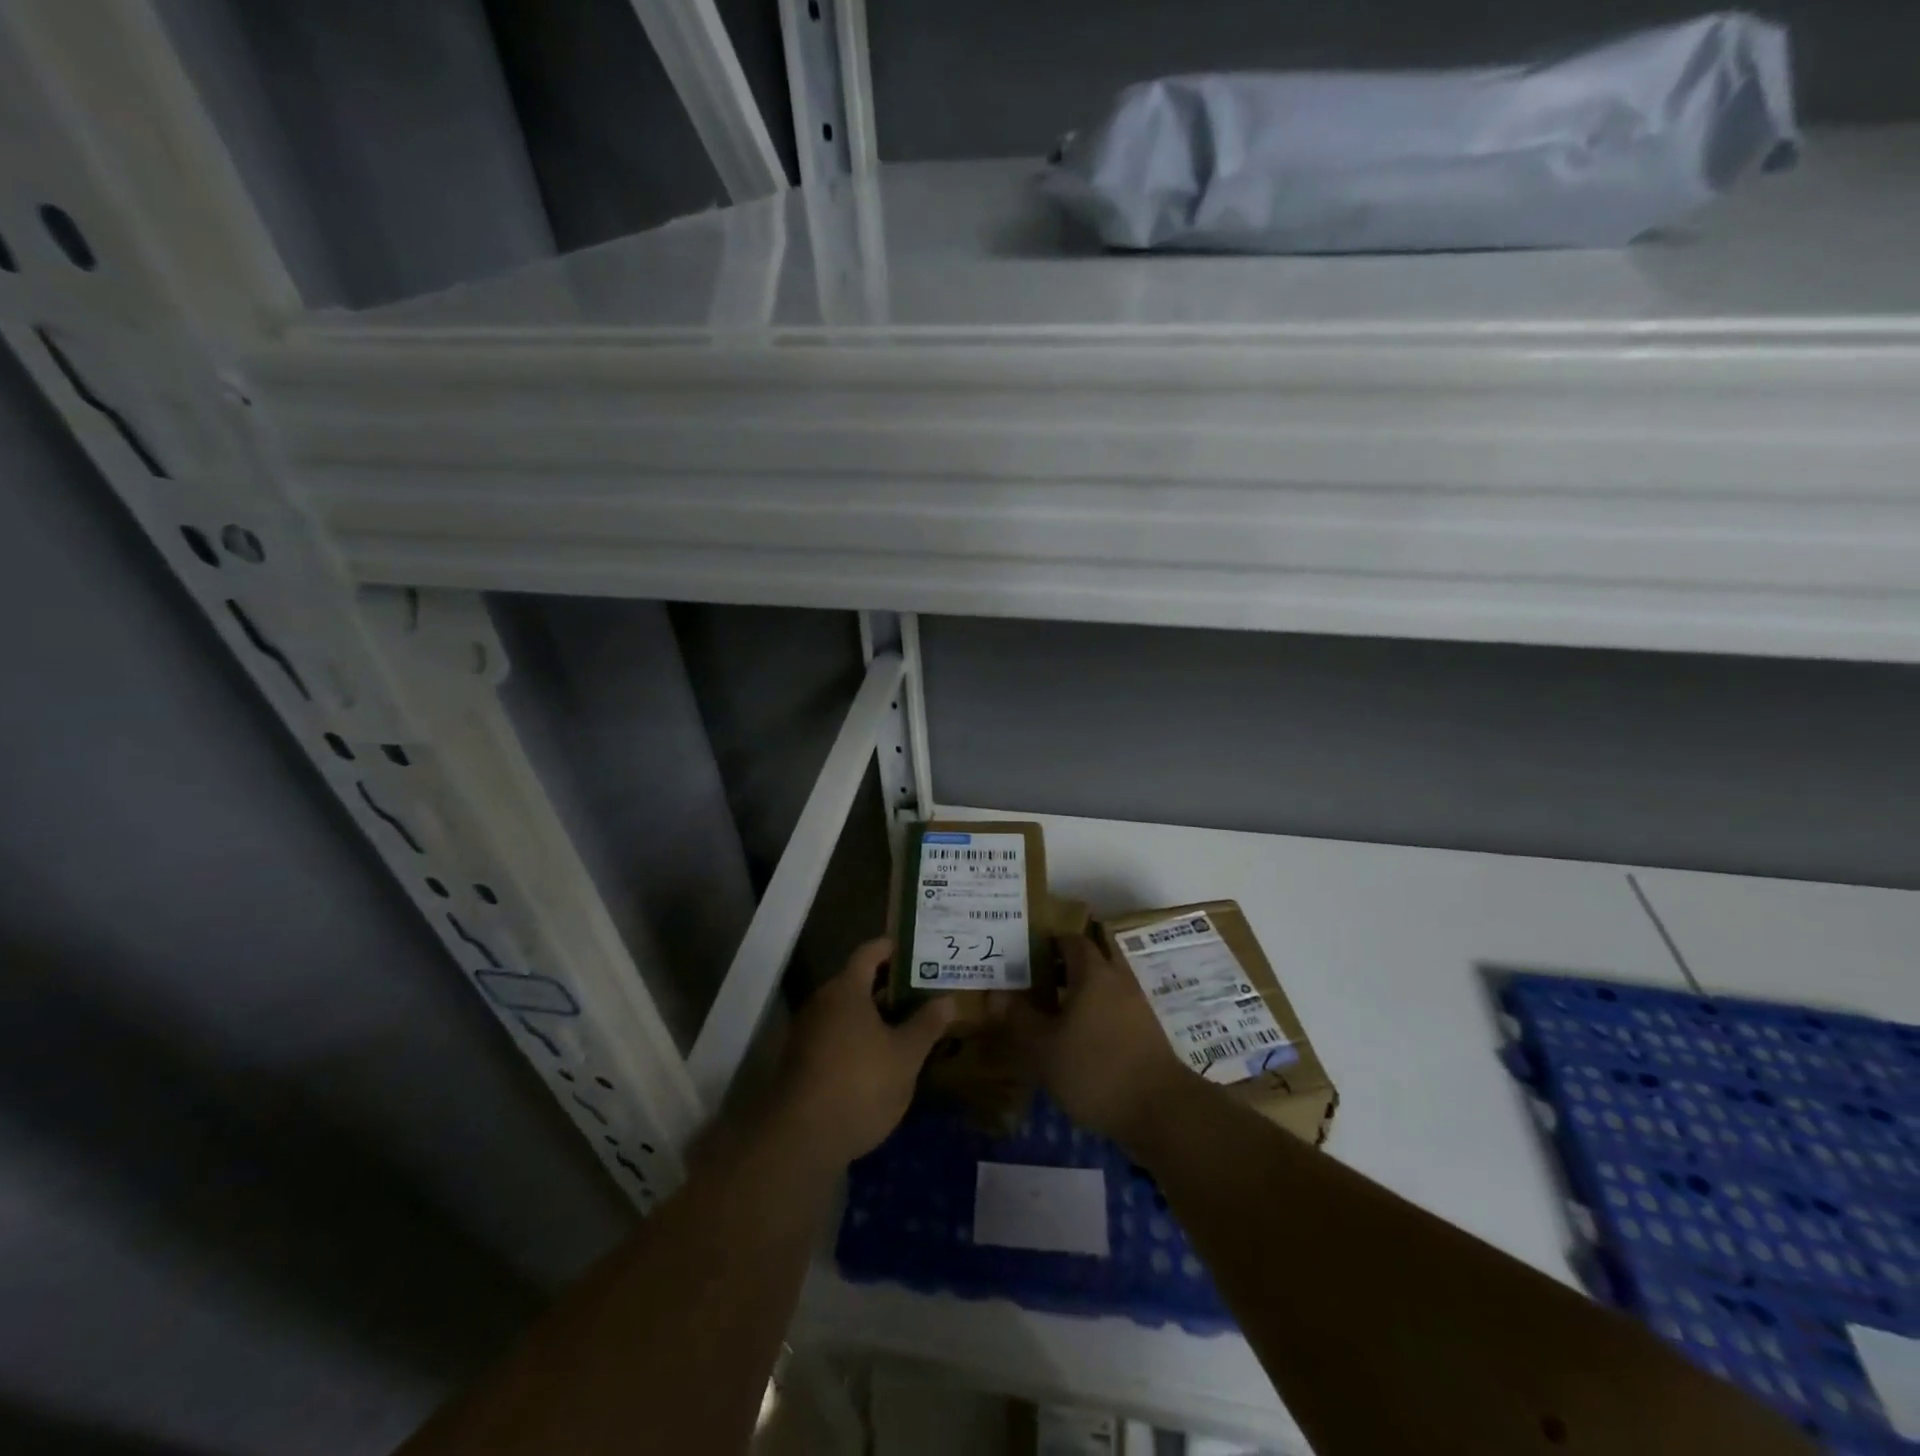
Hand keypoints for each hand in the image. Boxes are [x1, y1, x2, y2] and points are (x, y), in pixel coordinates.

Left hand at [774, 939, 956, 1166]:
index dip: (893, 948)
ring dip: (875, 1013)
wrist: (802, 1140)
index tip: (918, 950)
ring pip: (847, 1010)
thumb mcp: (905, 1056)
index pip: (870, 952)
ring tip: (909, 1022)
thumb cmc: (860, 1084)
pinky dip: (860, 1036)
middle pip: (858, 981)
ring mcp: (808, 1032)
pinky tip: (882, 1056)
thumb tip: (947, 999)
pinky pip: (837, 1034)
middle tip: (924, 990)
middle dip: (890, 985)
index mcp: (846, 989)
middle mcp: (822, 1002)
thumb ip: (926, 1024)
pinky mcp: (803, 1061)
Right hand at [1014, 935, 1189, 1146]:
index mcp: (1093, 973)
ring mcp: (1137, 1005)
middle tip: (1034, 980)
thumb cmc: (1095, 1070)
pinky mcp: (1147, 1032)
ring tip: (1051, 1012)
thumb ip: (1019, 1018)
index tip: (1025, 953)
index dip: (1049, 942)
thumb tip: (996, 993)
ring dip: (1080, 991)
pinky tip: (1078, 1038)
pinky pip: (1115, 1008)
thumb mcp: (1044, 1048)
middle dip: (1064, 966)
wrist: (1160, 1110)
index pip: (1071, 940)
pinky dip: (1096, 1013)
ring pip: (1104, 985)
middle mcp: (1118, 979)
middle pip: (1090, 959)